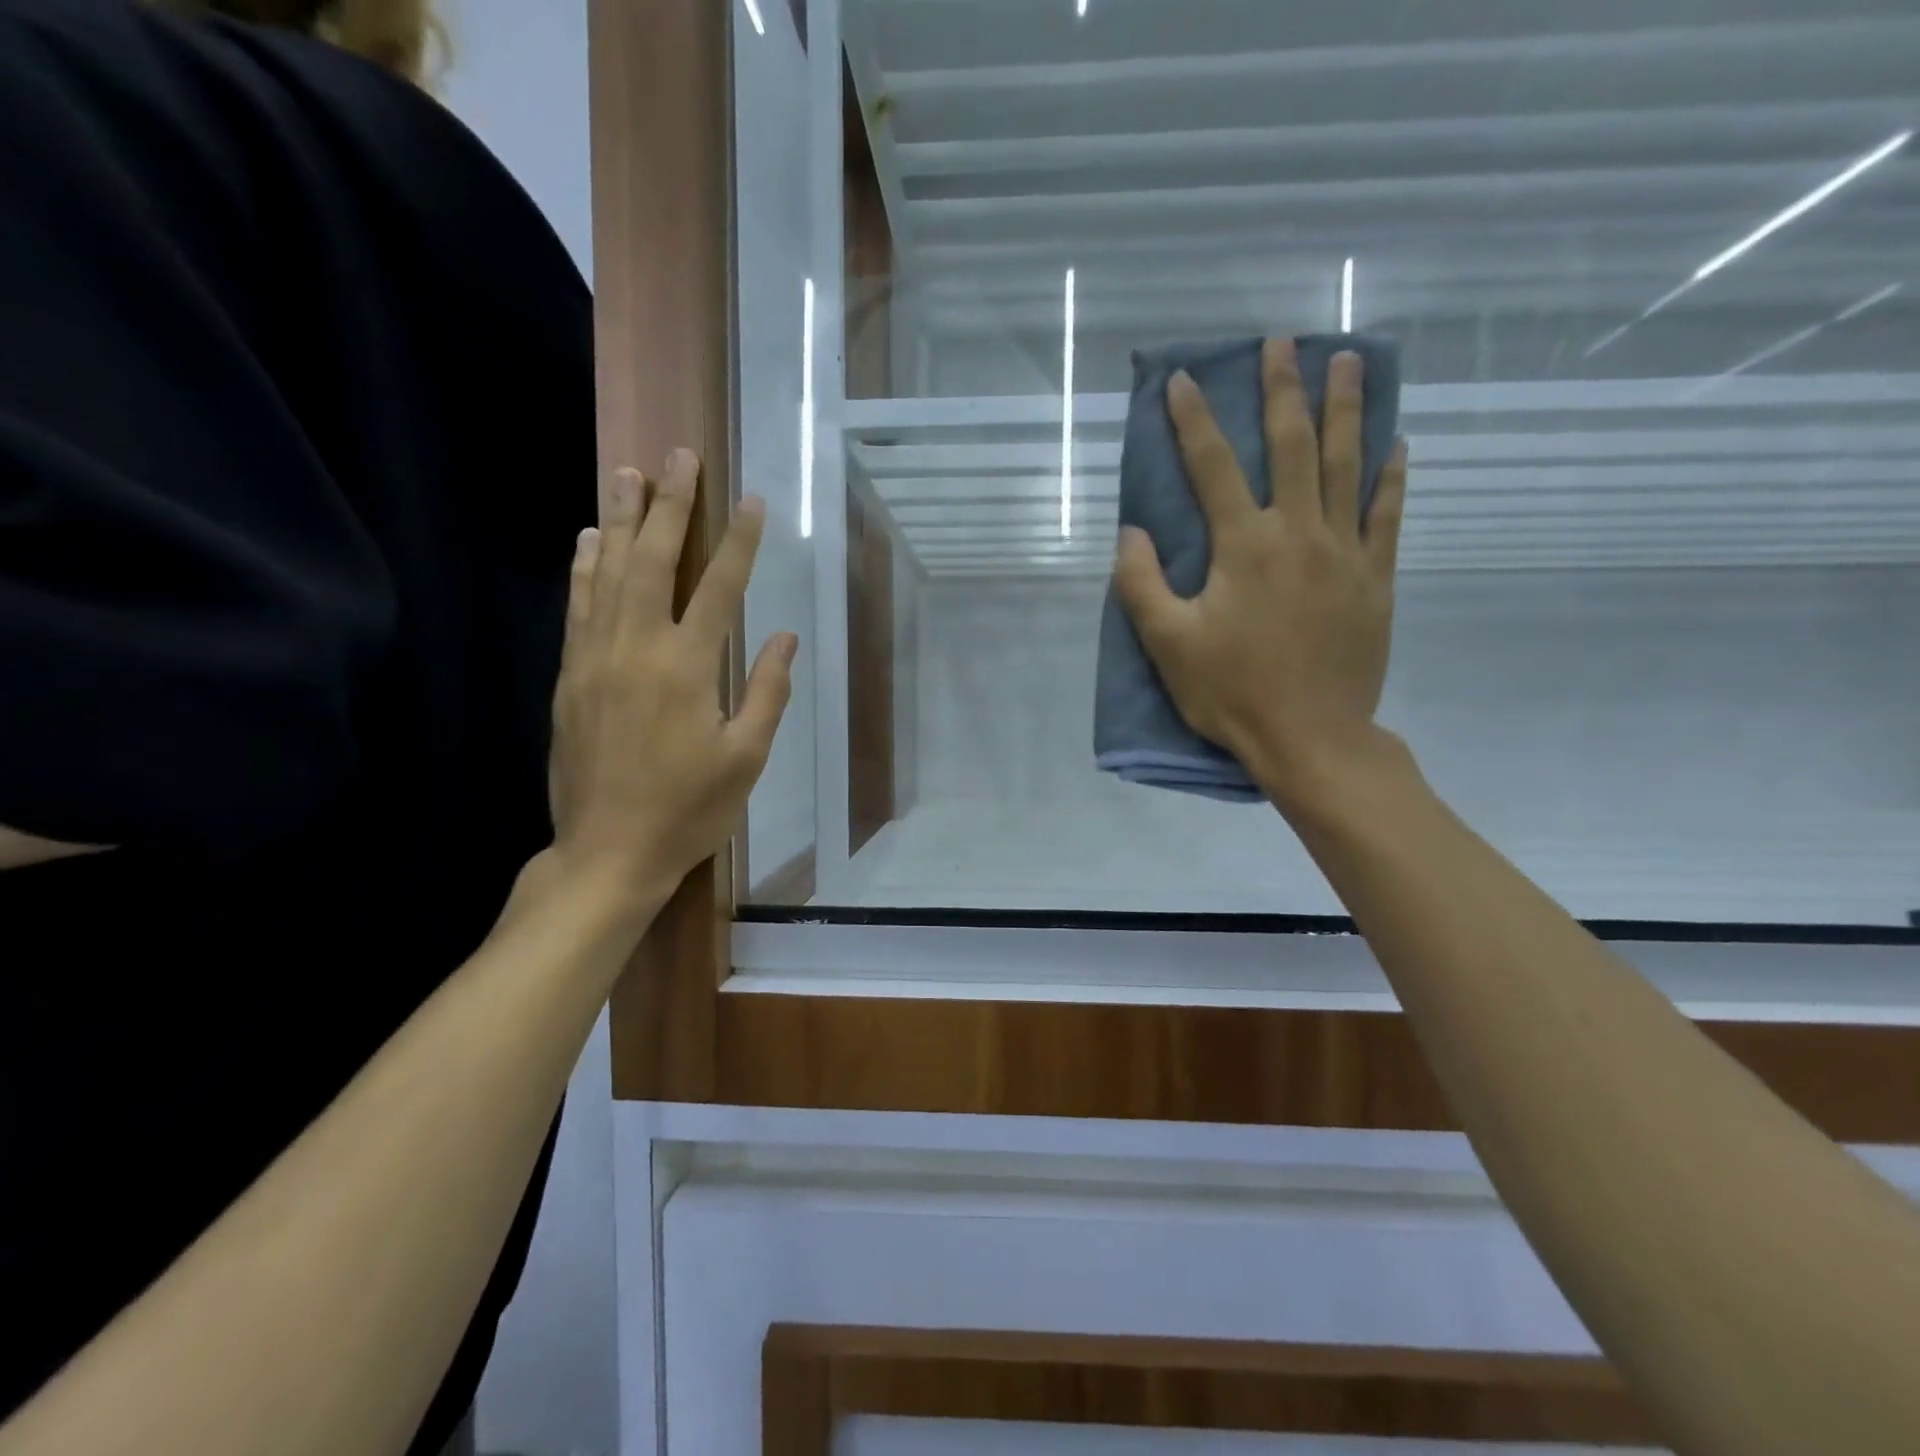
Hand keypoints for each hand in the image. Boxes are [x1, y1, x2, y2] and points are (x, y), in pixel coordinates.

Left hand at [547, 449, 795, 906]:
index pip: (719, 587)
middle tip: (680, 456)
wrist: (607, 852)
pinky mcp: (570, 675)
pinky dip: (584, 566)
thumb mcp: (746, 758)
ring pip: (608, 572)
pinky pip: (577, 606)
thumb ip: (766, 691)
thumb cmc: (688, 809)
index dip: (738, 542)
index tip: (751, 500)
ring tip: (629, 472)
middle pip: (654, 561)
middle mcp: (637, 648)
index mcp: (687, 668)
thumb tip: (783, 636)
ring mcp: (595, 658)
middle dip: (671, 505)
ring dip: (621, 519)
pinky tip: (589, 538)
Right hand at [1113, 338, 1408, 808]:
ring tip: (1350, 360)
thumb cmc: (1232, 692)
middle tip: (1283, 342)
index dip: (1192, 421)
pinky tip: (1395, 443)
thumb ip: (1141, 584)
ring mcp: (1345, 551)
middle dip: (1283, 389)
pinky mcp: (1376, 576)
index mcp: (1244, 546)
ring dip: (1346, 408)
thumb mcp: (1168, 645)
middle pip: (1291, 445)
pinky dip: (1391, 475)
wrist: (1311, 737)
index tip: (1181, 380)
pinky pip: (1387, 513)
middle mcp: (1298, 532)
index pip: (1212, 468)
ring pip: (1347, 463)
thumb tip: (1131, 532)